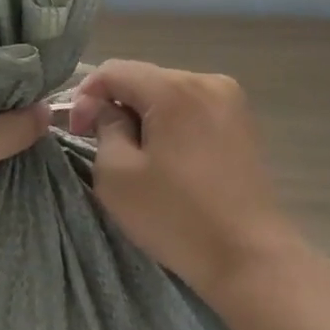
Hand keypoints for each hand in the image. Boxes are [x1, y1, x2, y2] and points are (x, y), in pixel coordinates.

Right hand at [67, 60, 309, 301]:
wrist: (250, 258)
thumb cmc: (177, 217)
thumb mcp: (117, 174)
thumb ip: (104, 128)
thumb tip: (107, 109)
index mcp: (174, 89)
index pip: (114, 71)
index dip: (86, 96)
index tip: (78, 133)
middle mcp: (206, 81)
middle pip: (143, 78)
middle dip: (116, 105)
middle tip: (100, 144)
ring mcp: (230, 100)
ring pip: (167, 93)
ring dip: (144, 115)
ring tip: (135, 154)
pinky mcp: (243, 123)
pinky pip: (192, 108)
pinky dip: (171, 123)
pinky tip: (168, 158)